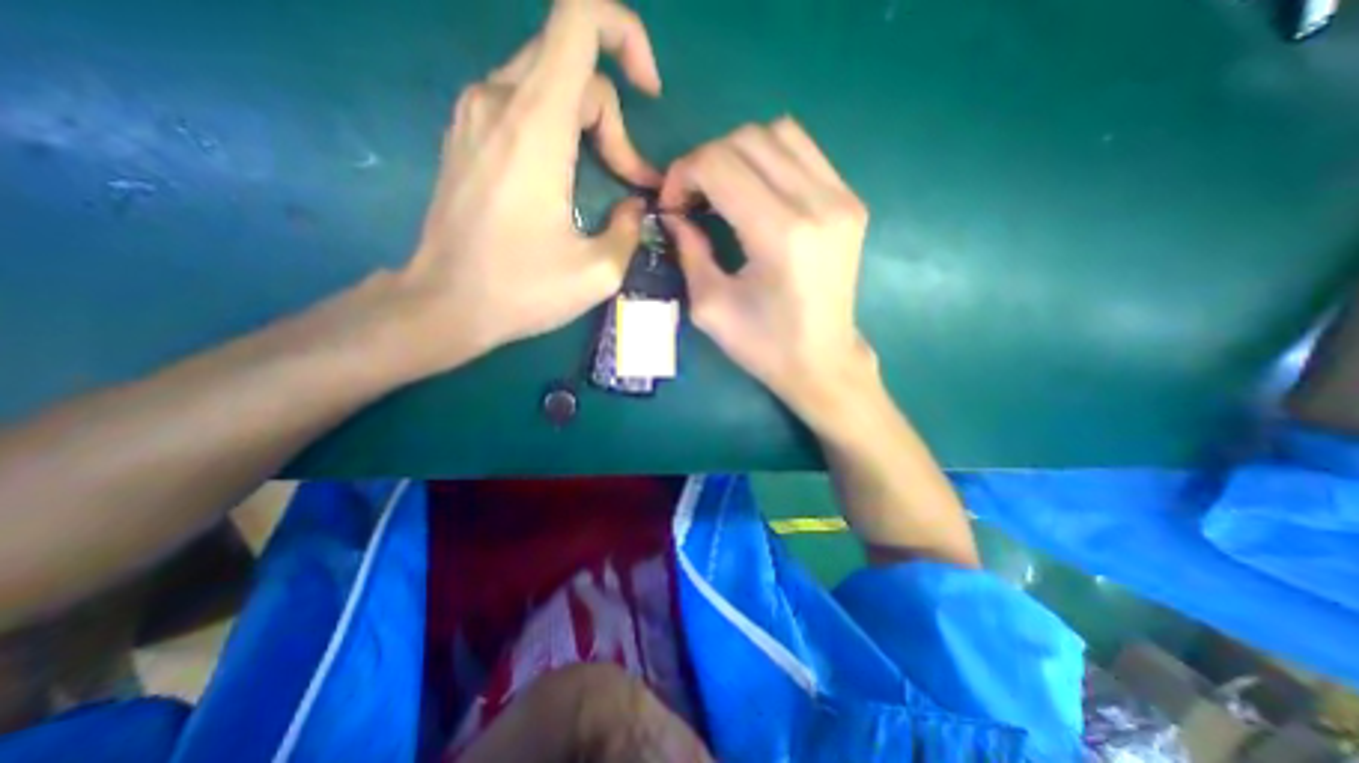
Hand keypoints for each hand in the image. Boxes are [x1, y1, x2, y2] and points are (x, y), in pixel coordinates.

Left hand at [397, 0, 667, 369]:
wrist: (444, 303)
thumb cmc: (522, 290)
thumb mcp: (598, 272)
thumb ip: (630, 229)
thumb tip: (635, 205)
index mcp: (536, 124)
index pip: (579, 18)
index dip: (625, 33)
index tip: (648, 91)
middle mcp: (499, 99)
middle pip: (574, 63)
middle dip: (613, 116)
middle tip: (628, 177)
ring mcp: (475, 113)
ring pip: (549, 82)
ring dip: (588, 124)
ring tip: (603, 181)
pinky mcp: (465, 133)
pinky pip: (523, 102)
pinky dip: (558, 127)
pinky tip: (565, 177)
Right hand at [663, 120, 875, 415]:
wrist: (823, 362)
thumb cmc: (765, 346)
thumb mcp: (710, 307)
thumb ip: (688, 251)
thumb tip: (674, 214)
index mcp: (780, 235)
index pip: (720, 164)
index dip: (684, 174)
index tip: (671, 204)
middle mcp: (818, 204)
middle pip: (748, 139)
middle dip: (706, 160)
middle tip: (692, 198)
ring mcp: (842, 198)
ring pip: (780, 133)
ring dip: (739, 153)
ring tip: (722, 191)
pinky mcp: (852, 202)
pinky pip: (805, 152)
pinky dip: (770, 160)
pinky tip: (756, 193)